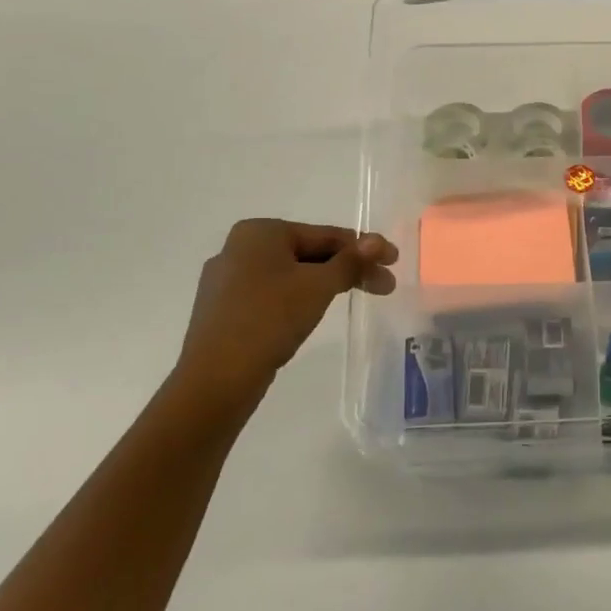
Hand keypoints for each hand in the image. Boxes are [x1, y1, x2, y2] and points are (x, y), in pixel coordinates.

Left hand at [174, 220, 397, 402]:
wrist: (216, 378)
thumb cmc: (270, 318)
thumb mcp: (319, 286)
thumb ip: (351, 261)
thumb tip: (378, 240)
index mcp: (260, 232)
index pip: (325, 235)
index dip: (364, 248)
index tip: (393, 261)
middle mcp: (239, 248)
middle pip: (309, 253)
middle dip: (349, 269)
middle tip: (384, 287)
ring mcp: (228, 281)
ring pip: (292, 275)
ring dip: (327, 285)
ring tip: (356, 299)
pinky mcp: (225, 310)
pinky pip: (273, 295)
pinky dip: (300, 299)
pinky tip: (314, 313)